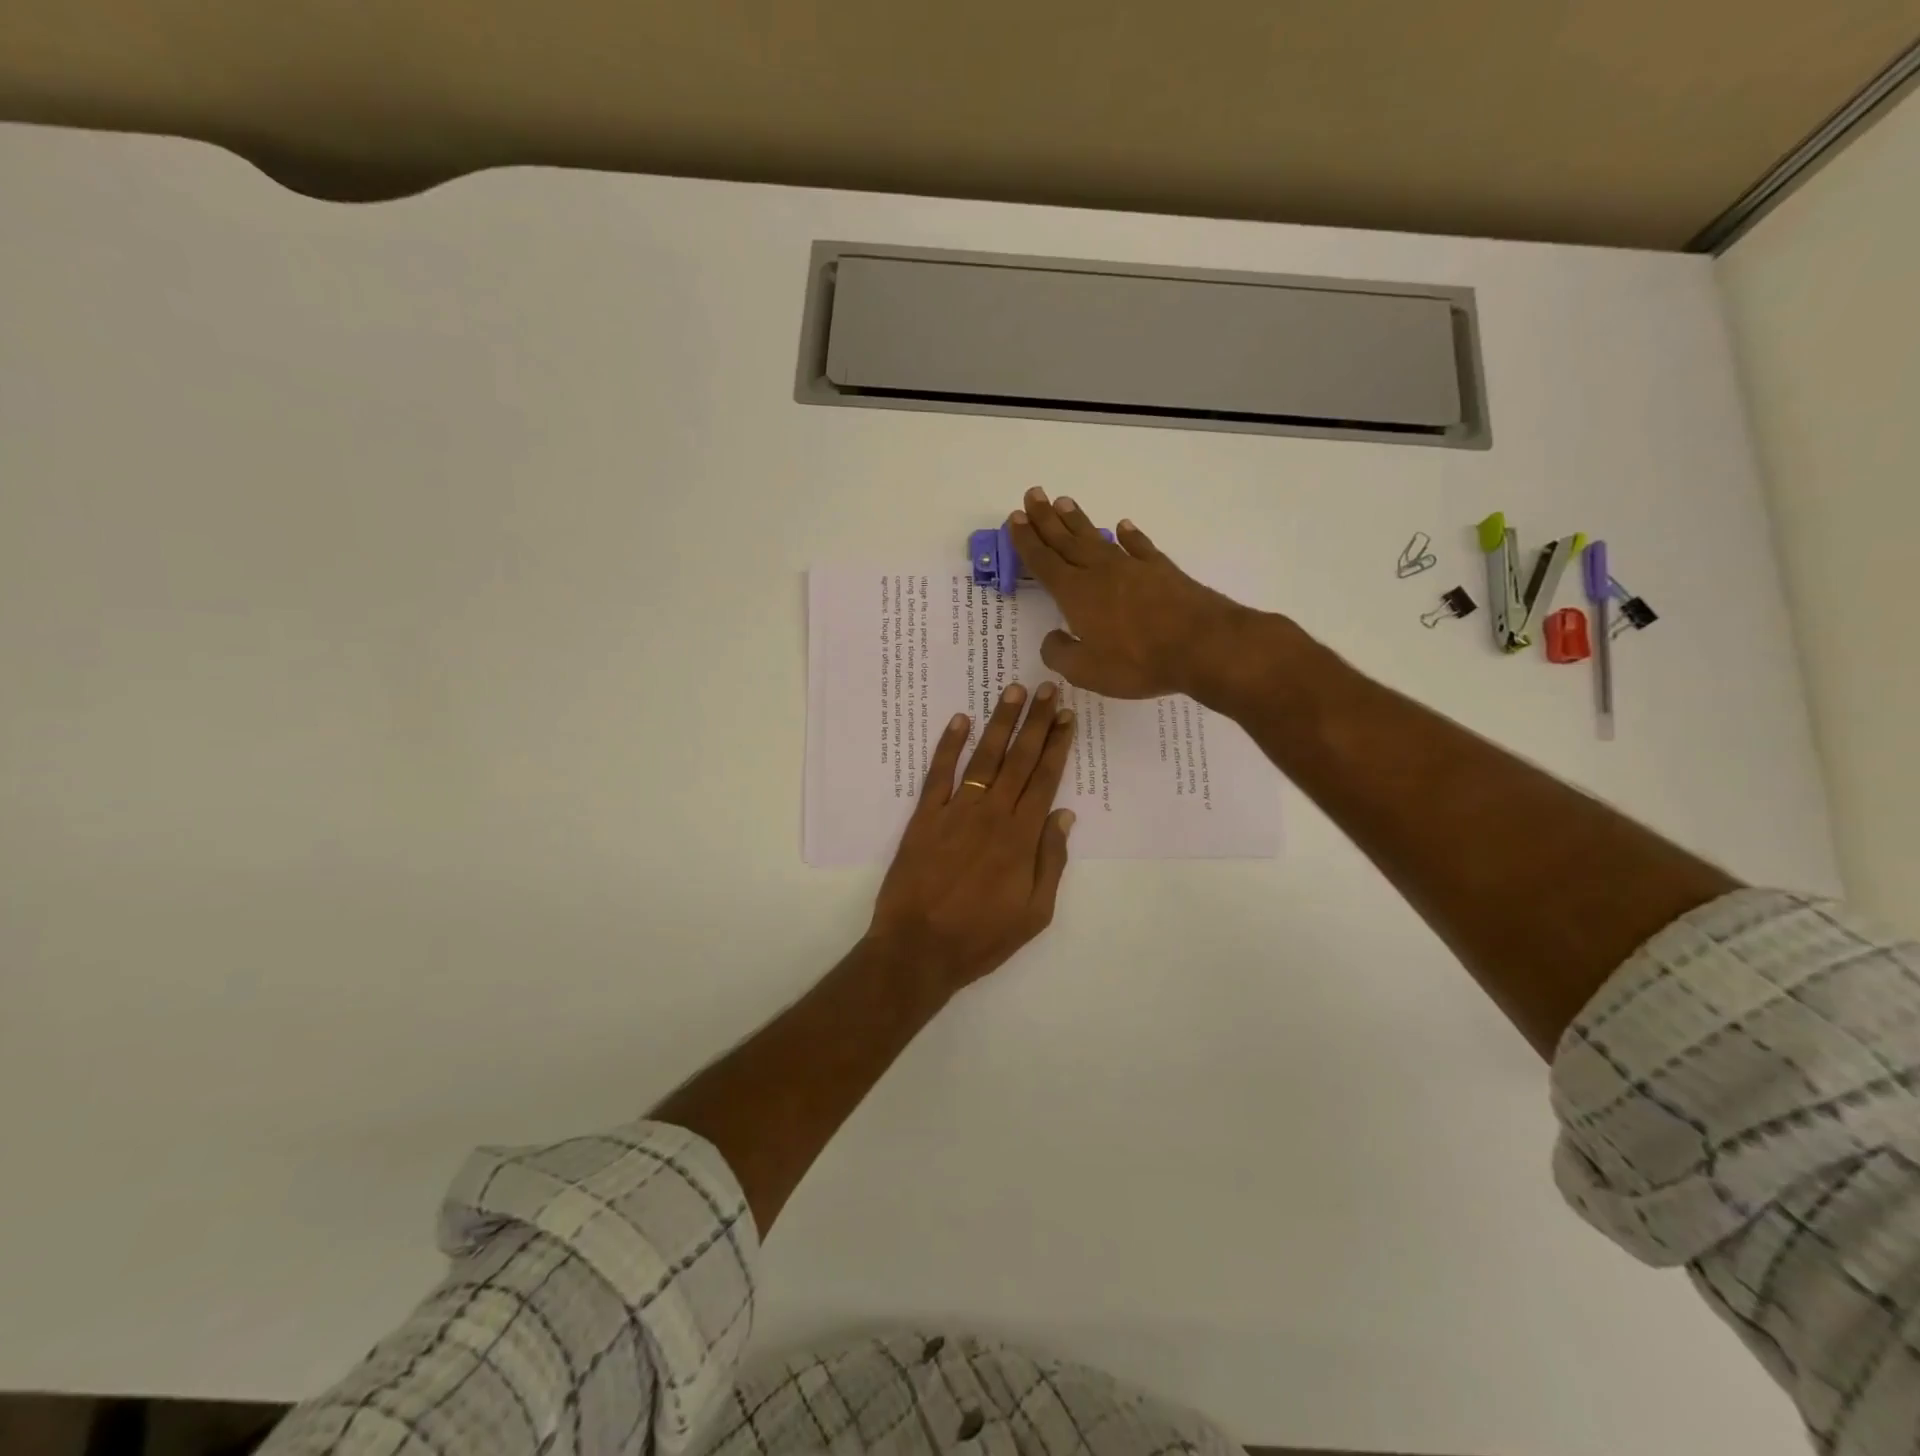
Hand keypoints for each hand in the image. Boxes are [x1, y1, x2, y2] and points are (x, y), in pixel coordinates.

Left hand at [867, 681, 1076, 998]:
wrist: (919, 949)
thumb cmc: (982, 937)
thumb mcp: (1035, 913)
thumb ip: (1051, 861)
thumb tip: (1065, 815)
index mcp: (1022, 837)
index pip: (1046, 779)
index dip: (1058, 744)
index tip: (1067, 716)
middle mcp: (992, 814)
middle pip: (1019, 759)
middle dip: (1036, 721)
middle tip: (1049, 688)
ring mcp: (956, 811)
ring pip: (984, 757)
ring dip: (1000, 722)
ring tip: (1013, 691)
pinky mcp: (924, 817)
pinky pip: (939, 773)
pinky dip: (948, 745)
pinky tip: (959, 720)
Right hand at [1007, 488, 1258, 699]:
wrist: (1202, 645)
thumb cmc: (1138, 662)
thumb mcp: (1087, 671)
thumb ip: (1062, 654)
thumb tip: (1052, 638)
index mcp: (1076, 595)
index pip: (1044, 562)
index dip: (1027, 541)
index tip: (1015, 518)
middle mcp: (1100, 572)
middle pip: (1066, 541)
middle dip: (1046, 519)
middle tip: (1033, 495)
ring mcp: (1132, 568)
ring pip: (1097, 538)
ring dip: (1078, 521)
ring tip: (1063, 502)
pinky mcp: (1161, 570)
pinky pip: (1139, 546)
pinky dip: (1129, 535)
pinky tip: (1122, 526)